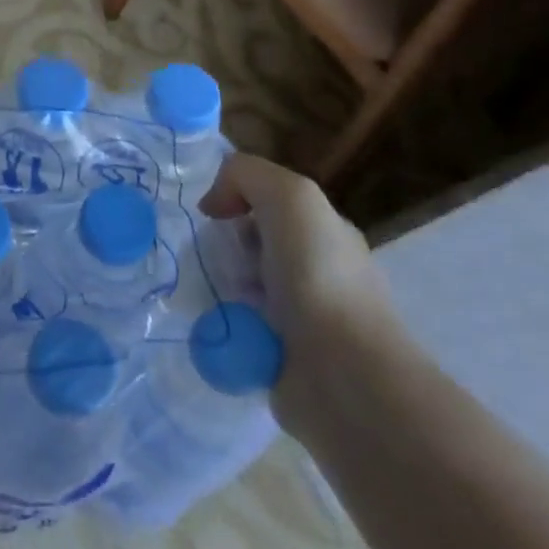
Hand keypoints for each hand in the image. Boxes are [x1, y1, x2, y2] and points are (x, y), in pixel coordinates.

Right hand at [202, 151, 401, 432]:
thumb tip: (213, 205)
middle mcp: (314, 272)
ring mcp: (298, 319)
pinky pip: (233, 327)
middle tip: (211, 257)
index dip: (237, 201)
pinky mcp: (277, 357)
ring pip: (237, 285)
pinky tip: (212, 324)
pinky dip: (217, 324)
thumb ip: (246, 175)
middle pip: (248, 243)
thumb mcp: (290, 196)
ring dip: (216, 284)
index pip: (268, 204)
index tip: (215, 216)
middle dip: (222, 246)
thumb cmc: (319, 276)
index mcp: (325, 234)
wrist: (341, 373)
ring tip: (207, 291)